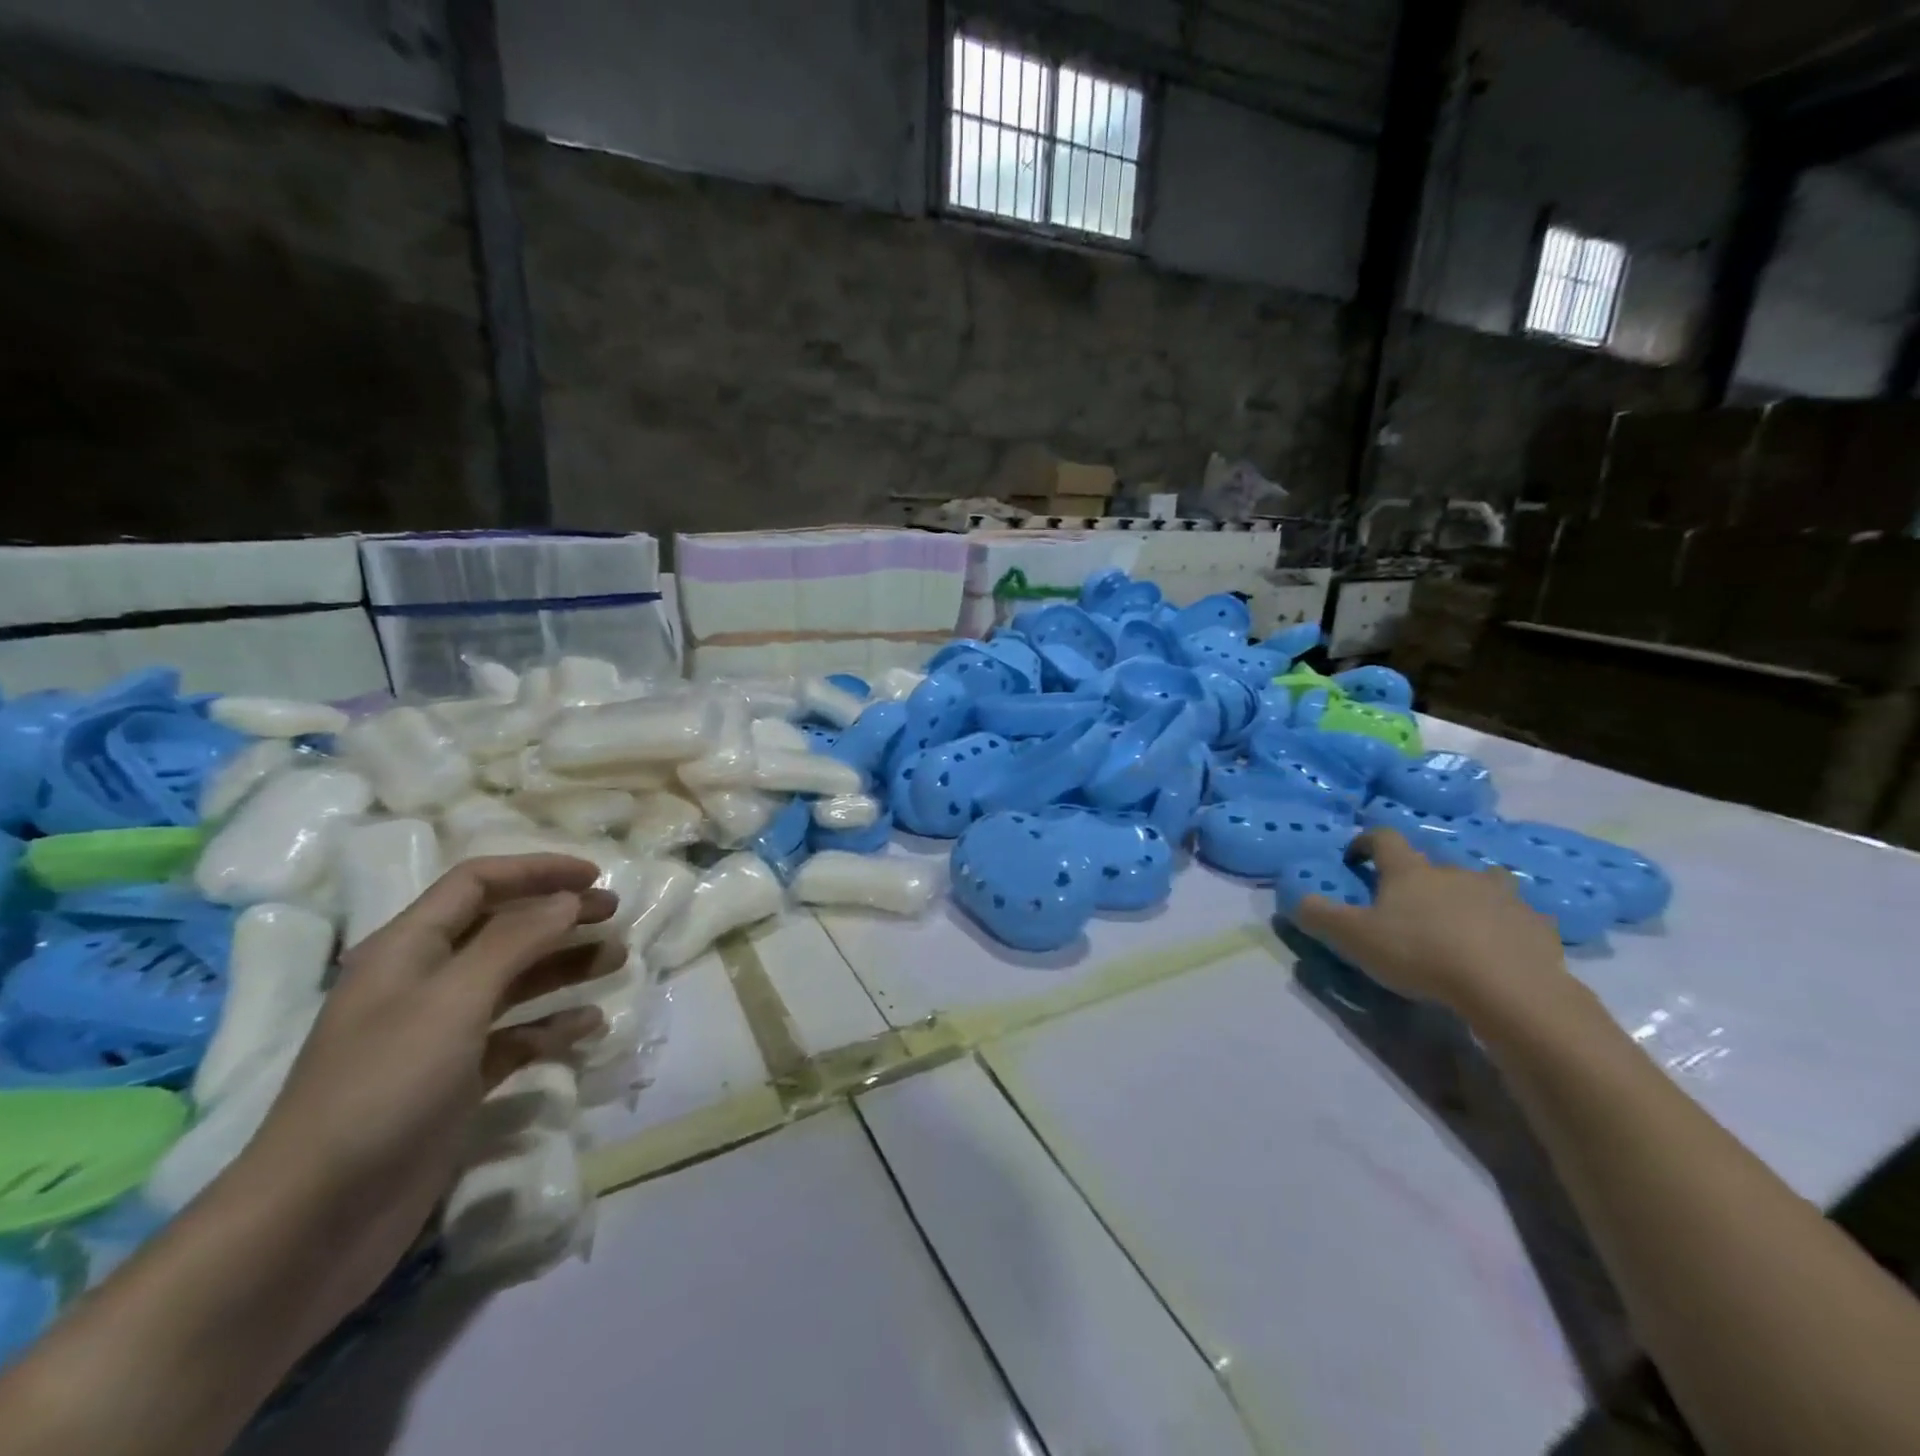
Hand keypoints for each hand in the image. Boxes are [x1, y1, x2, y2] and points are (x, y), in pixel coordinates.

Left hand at [222, 854, 619, 1337]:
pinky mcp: (456, 1082)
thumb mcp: (453, 999)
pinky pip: (516, 1037)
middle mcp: (424, 982)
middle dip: (560, 916)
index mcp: (407, 948)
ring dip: (566, 966)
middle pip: (503, 928)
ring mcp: (439, 1035)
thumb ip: (516, 939)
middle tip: (616, 916)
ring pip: (515, 981)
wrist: (314, 1222)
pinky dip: (553, 1026)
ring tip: (618, 961)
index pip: (477, 882)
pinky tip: (589, 1028)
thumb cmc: (384, 1088)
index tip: (594, 877)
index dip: (537, 870)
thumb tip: (568, 899)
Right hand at [1294, 828, 1567, 1016]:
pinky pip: (1519, 917)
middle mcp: (1455, 872)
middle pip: (1434, 862)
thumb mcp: (1354, 938)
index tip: (1355, 859)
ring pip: (1483, 883)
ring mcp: (1502, 896)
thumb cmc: (1421, 955)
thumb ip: (1319, 916)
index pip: (1384, 838)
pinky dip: (1507, 926)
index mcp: (1410, 871)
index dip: (1365, 842)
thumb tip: (1294, 898)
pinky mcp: (1537, 926)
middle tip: (1408, 906)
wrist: (1510, 990)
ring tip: (1460, 922)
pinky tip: (1501, 949)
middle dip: (1420, 877)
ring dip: (1469, 894)